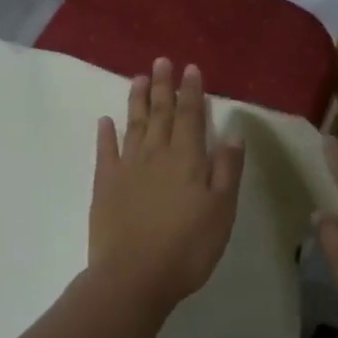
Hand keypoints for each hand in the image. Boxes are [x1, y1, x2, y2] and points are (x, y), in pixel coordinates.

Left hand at [89, 59, 245, 314]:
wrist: (134, 276)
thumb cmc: (188, 247)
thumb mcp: (222, 211)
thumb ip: (227, 171)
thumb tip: (233, 135)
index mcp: (188, 159)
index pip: (191, 116)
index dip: (192, 91)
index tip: (190, 68)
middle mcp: (157, 155)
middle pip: (160, 113)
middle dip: (163, 86)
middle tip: (161, 61)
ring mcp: (127, 168)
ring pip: (134, 125)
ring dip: (137, 100)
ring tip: (138, 77)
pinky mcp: (105, 185)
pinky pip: (106, 152)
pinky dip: (106, 133)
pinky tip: (105, 120)